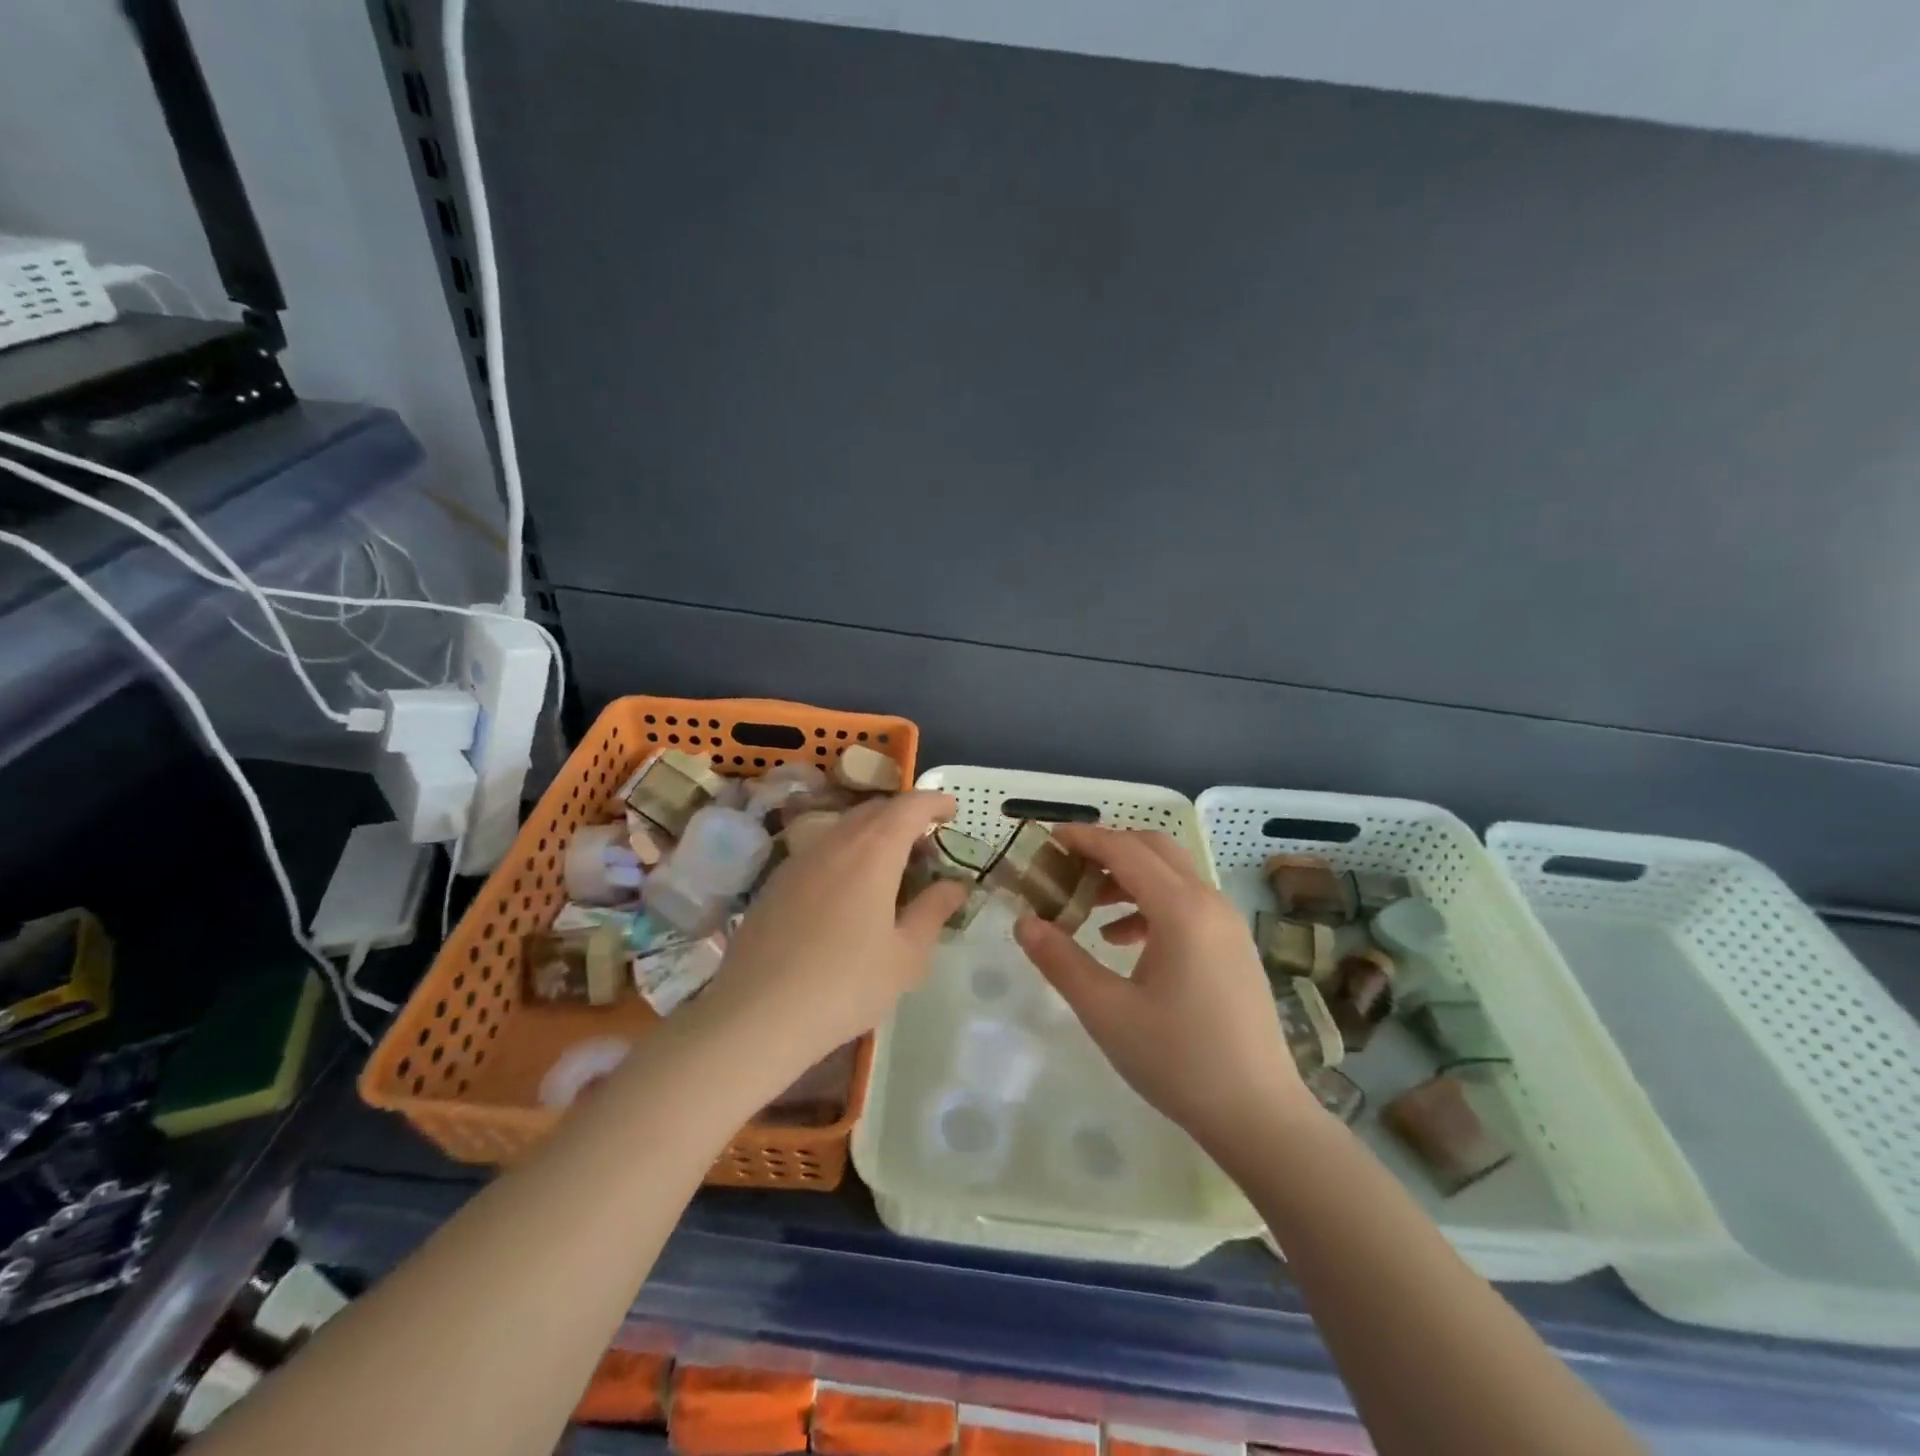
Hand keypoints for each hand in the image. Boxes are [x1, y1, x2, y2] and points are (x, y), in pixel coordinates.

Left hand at [695, 792, 968, 1079]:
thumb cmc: (846, 985)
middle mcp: (835, 841)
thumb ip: (933, 911)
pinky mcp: (776, 881)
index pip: (909, 806)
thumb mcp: (905, 956)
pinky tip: (848, 892)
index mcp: (873, 851)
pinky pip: (821, 850)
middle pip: (875, 810)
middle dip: (905, 816)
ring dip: (873, 834)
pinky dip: (846, 853)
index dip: (934, 801)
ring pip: (844, 828)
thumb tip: (954, 885)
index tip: (952, 810)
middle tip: (927, 846)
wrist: (757, 1015)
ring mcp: (800, 859)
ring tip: (890, 868)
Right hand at [1014, 827, 1317, 1158]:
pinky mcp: (1232, 946)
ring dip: (1127, 877)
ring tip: (1085, 905)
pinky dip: (1149, 904)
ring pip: (1171, 874)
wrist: (1259, 1116)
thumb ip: (1061, 960)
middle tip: (1065, 867)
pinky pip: (1186, 903)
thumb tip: (1024, 922)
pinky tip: (1122, 940)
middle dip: (1106, 849)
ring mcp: (1227, 924)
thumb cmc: (1179, 1061)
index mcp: (1181, 910)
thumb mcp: (1107, 1012)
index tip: (1047, 837)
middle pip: (1153, 849)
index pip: (1125, 850)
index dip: (1084, 838)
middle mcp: (1209, 903)